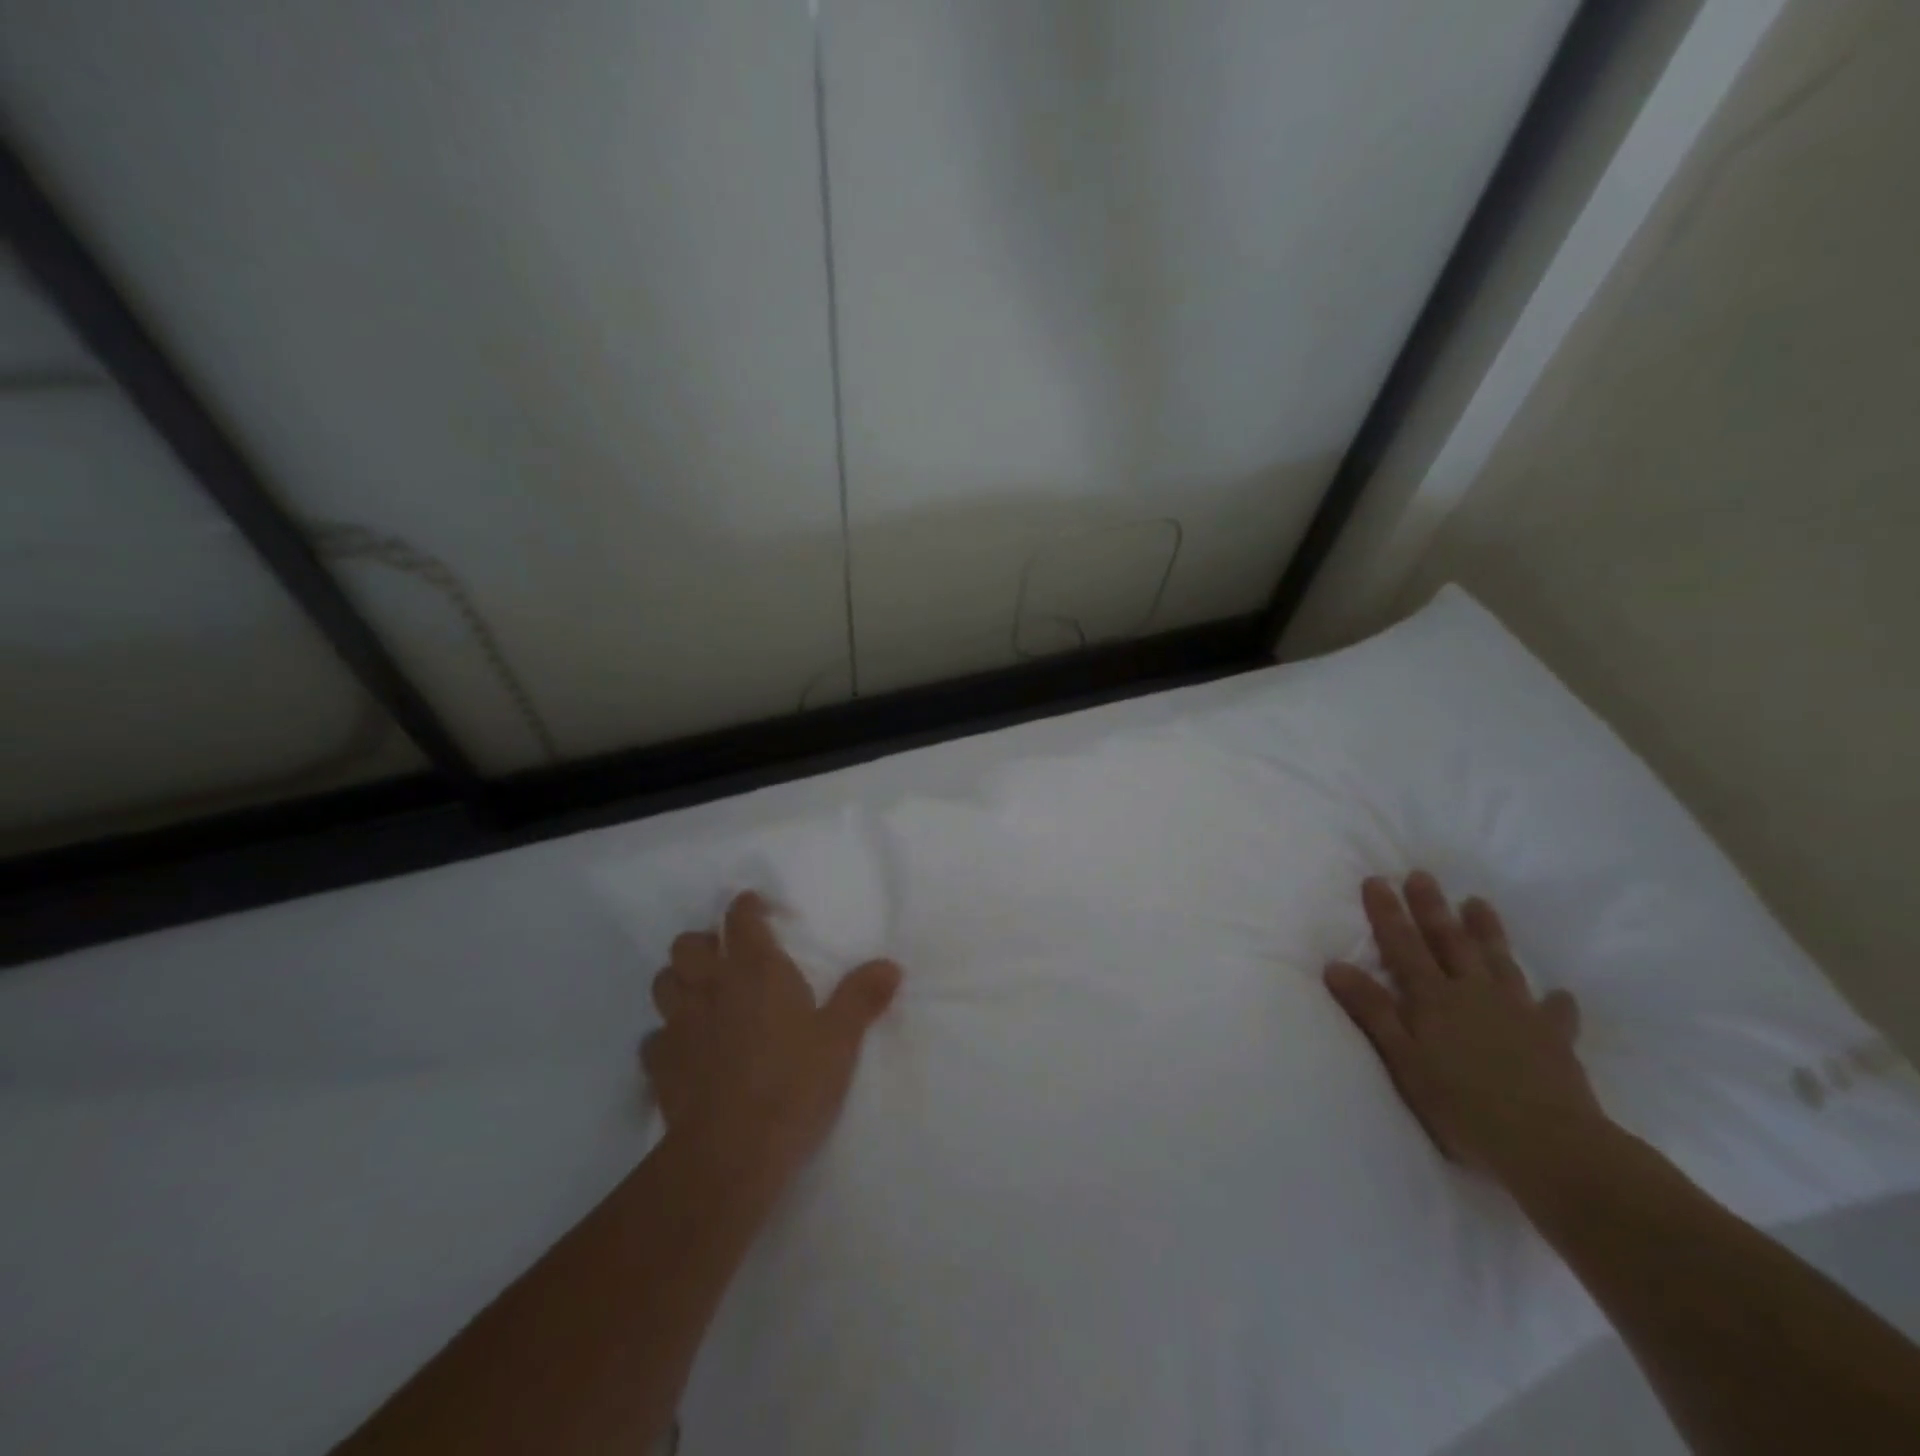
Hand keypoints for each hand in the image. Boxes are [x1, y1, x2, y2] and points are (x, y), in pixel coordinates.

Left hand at [644, 892, 901, 1186]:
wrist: (733, 1151)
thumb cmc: (794, 1083)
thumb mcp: (840, 1040)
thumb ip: (862, 997)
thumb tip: (891, 965)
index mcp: (756, 970)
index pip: (740, 919)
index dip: (746, 907)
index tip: (754, 907)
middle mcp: (711, 987)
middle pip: (687, 945)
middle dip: (702, 942)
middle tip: (723, 955)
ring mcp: (679, 1025)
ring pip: (663, 983)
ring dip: (678, 981)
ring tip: (700, 994)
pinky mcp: (659, 1066)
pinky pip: (652, 1038)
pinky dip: (665, 1036)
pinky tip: (683, 1049)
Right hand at [1323, 872, 1606, 1181]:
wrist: (1550, 1146)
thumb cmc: (1461, 1105)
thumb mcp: (1403, 1059)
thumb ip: (1372, 1010)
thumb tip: (1335, 965)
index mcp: (1434, 998)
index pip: (1403, 945)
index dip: (1387, 913)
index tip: (1376, 880)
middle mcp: (1474, 994)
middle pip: (1449, 942)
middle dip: (1432, 908)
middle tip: (1422, 875)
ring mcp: (1518, 1013)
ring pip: (1499, 962)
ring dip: (1487, 932)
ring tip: (1478, 903)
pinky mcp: (1554, 1040)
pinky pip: (1555, 1014)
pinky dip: (1555, 1003)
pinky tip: (1559, 995)